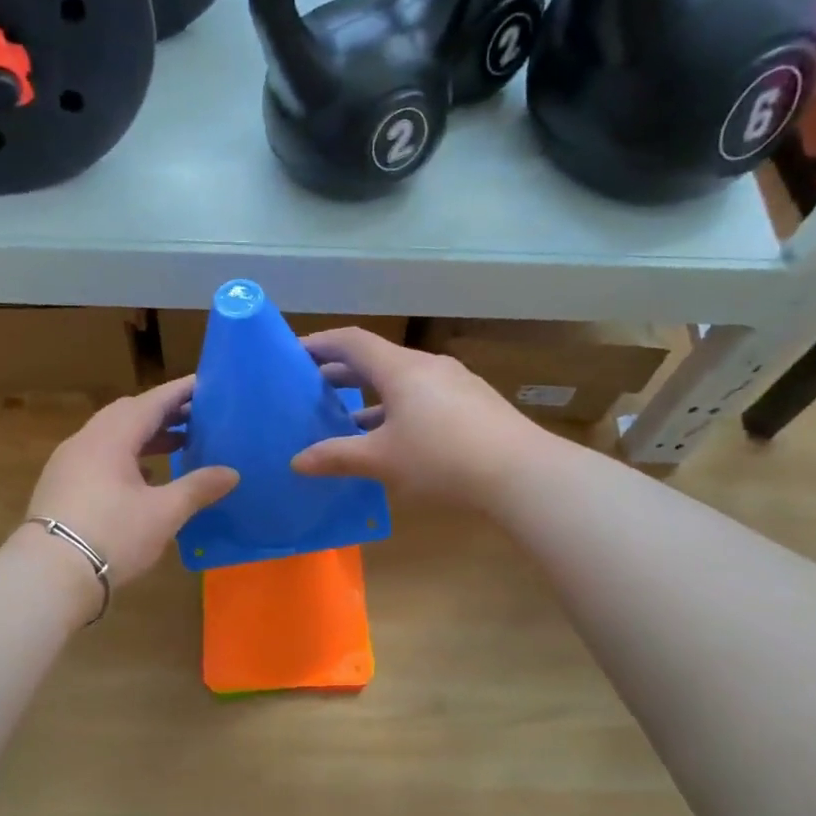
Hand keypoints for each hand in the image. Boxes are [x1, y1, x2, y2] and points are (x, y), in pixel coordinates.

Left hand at [22, 375, 238, 586]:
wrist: (49, 575)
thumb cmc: (112, 535)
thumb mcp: (164, 513)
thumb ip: (198, 488)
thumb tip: (232, 473)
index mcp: (111, 437)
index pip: (151, 402)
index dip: (180, 392)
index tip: (204, 384)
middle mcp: (86, 441)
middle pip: (128, 414)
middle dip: (163, 414)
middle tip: (196, 417)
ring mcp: (68, 463)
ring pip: (112, 437)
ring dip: (145, 437)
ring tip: (178, 445)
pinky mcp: (61, 486)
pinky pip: (99, 457)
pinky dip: (126, 457)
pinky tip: (144, 477)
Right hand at [292, 328, 542, 506]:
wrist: (522, 474)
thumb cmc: (442, 459)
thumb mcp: (382, 460)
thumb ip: (337, 457)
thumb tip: (297, 461)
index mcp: (401, 369)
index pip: (352, 342)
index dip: (320, 344)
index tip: (294, 354)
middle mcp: (428, 367)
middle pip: (376, 360)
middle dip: (342, 373)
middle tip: (312, 389)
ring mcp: (455, 384)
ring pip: (402, 381)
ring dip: (371, 396)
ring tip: (346, 419)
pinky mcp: (474, 406)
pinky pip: (424, 397)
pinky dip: (398, 409)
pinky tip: (393, 439)